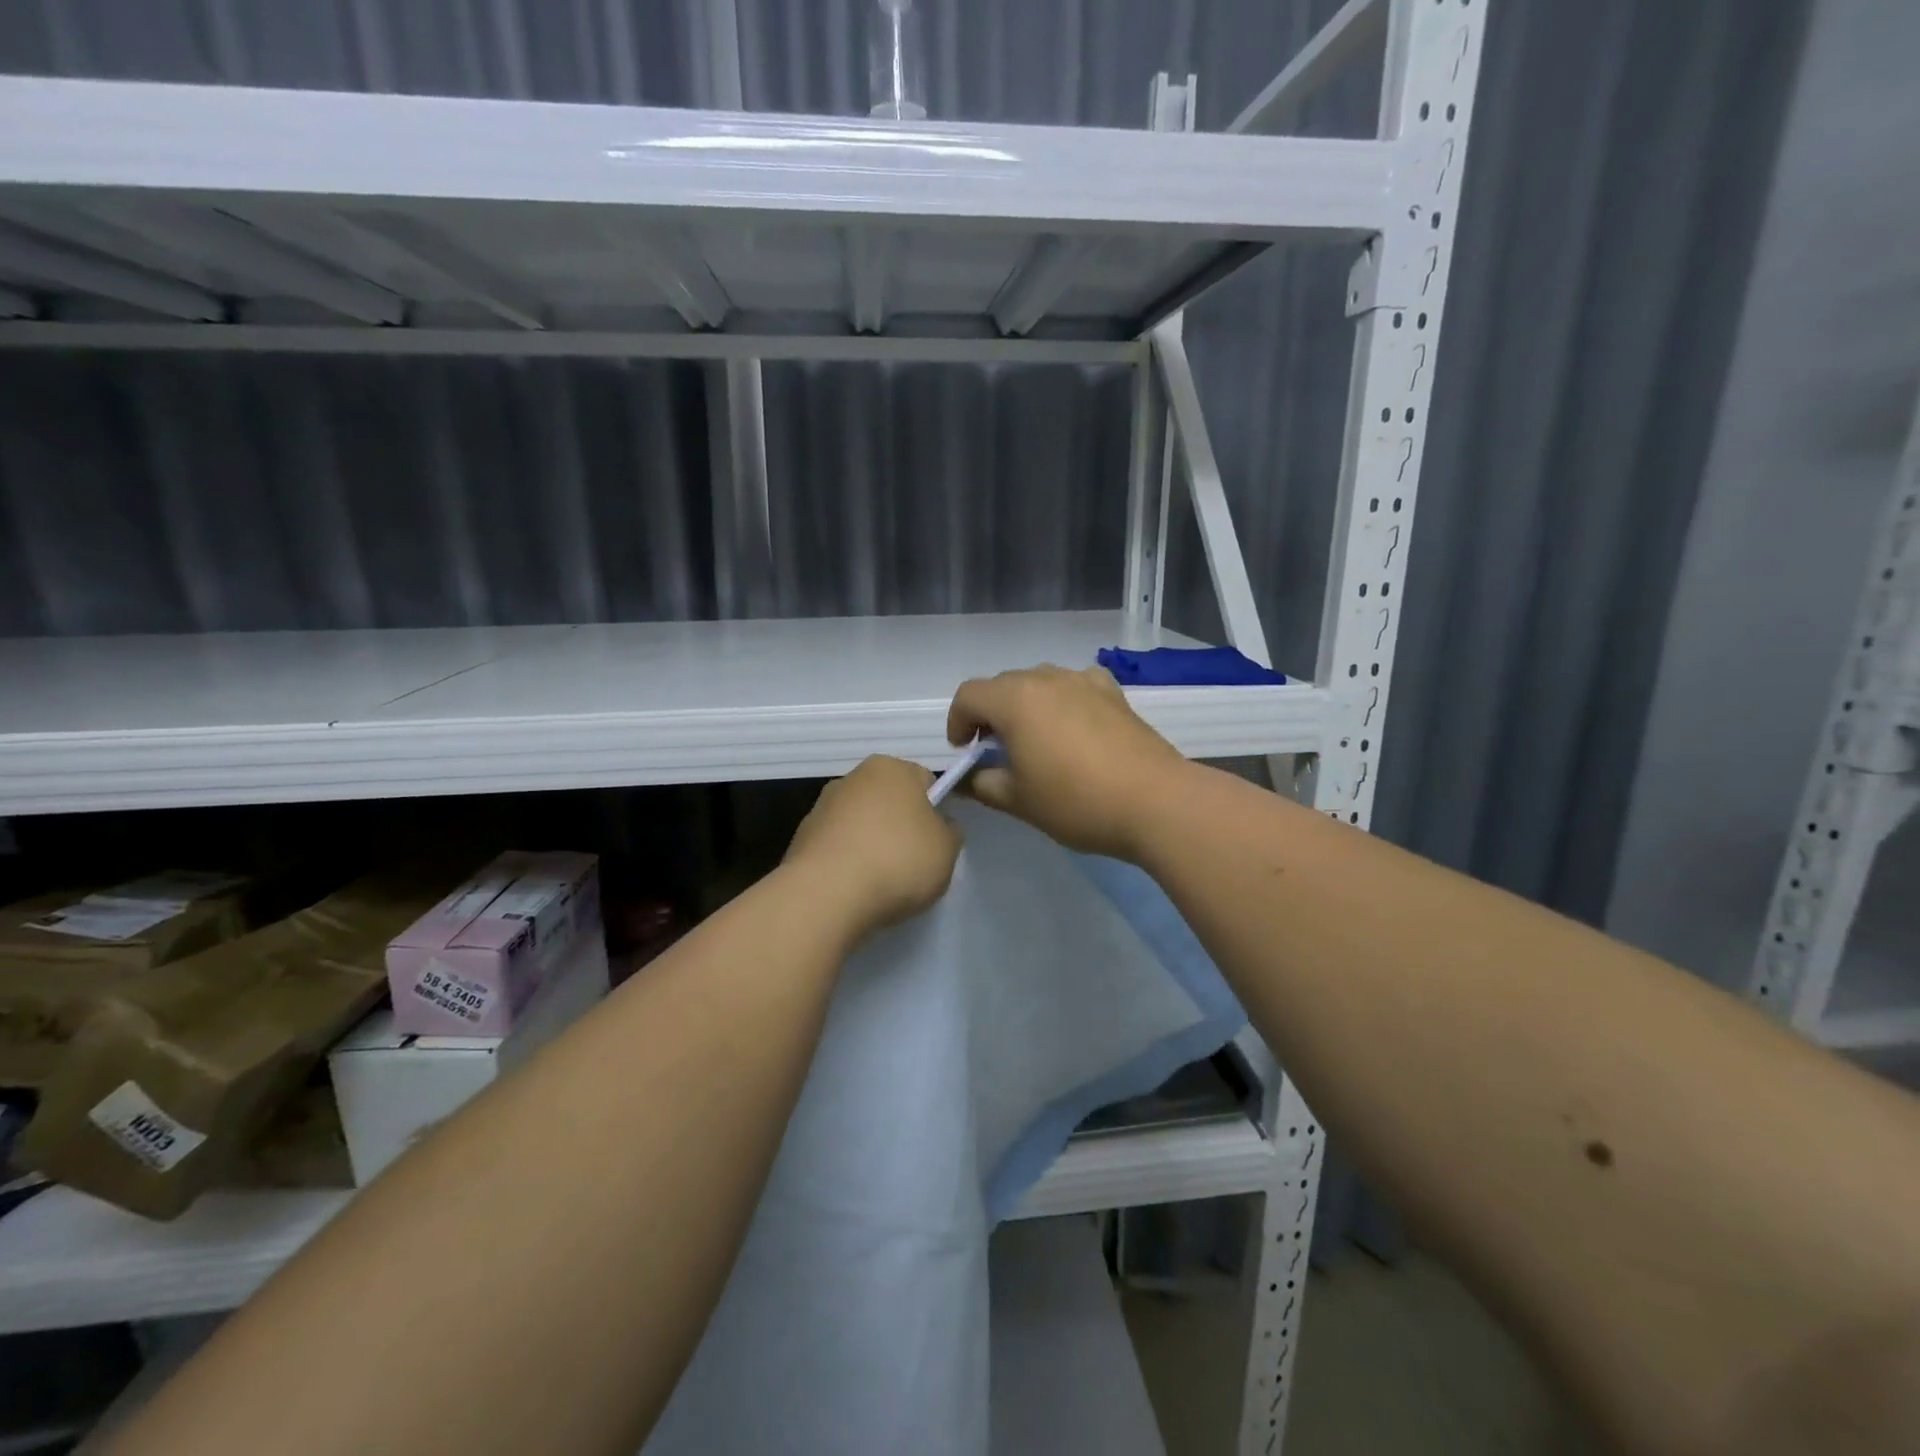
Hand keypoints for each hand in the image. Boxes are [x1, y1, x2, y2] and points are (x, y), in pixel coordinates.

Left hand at [783, 755, 961, 936]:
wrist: (827, 895)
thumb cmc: (898, 860)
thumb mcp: (947, 848)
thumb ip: (949, 831)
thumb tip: (938, 826)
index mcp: (891, 768)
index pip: (924, 781)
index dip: (936, 809)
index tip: (937, 840)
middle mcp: (853, 777)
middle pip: (889, 800)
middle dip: (901, 825)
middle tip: (913, 861)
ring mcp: (822, 807)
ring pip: (860, 823)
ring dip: (871, 843)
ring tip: (882, 881)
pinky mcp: (801, 838)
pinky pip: (838, 847)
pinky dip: (848, 862)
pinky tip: (855, 888)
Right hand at [946, 665, 1188, 861]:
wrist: (1156, 802)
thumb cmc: (1077, 802)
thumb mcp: (1019, 801)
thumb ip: (983, 784)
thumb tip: (968, 778)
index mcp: (1015, 700)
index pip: (969, 695)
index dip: (958, 722)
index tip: (965, 752)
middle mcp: (1047, 679)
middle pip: (1003, 685)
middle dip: (990, 714)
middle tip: (996, 751)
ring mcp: (1084, 681)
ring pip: (1039, 682)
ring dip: (1026, 705)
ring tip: (1035, 741)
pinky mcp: (1113, 693)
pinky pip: (1075, 685)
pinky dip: (1063, 700)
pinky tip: (1073, 728)